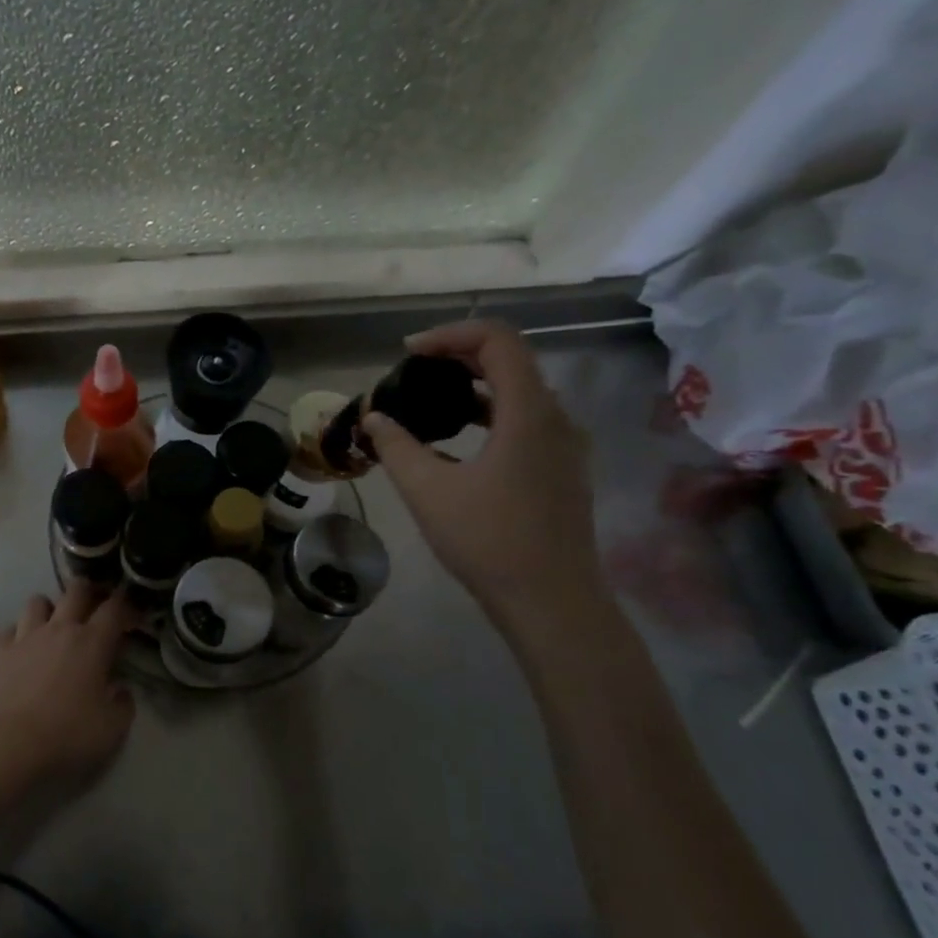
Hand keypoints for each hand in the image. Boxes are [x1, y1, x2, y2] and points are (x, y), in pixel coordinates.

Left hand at [0, 581, 137, 790]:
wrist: (8, 745)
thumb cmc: (67, 735)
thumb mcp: (112, 728)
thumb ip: (123, 704)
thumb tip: (121, 690)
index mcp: (91, 643)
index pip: (114, 609)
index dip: (126, 603)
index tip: (132, 610)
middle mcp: (59, 630)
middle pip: (76, 591)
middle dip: (89, 590)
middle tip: (94, 603)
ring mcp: (25, 637)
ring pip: (37, 601)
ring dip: (49, 607)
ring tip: (53, 623)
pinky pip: (9, 629)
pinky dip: (18, 633)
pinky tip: (22, 647)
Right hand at [363, 319, 602, 625]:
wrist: (552, 602)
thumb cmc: (489, 541)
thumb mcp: (428, 491)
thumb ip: (396, 447)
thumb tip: (372, 418)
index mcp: (529, 413)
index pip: (498, 340)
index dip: (450, 335)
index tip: (408, 353)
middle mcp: (555, 418)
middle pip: (510, 360)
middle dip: (458, 356)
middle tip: (413, 371)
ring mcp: (564, 446)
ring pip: (519, 392)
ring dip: (474, 385)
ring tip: (429, 400)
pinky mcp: (561, 470)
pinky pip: (525, 420)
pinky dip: (489, 413)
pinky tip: (456, 441)